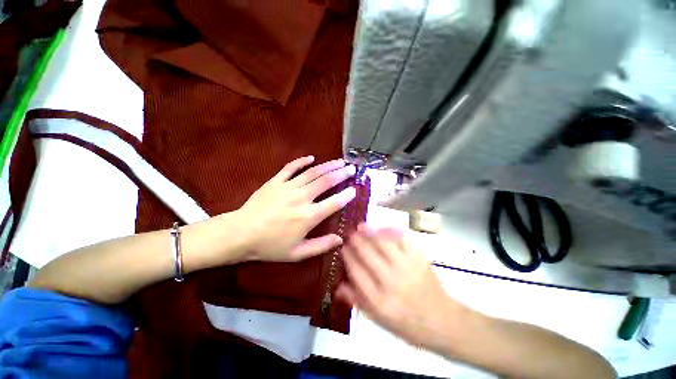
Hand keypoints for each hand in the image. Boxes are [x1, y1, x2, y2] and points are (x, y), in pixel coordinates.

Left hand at [235, 156, 356, 261]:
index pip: (334, 203)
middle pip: (326, 181)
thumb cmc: (270, 246)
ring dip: (328, 165)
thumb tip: (340, 240)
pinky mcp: (276, 181)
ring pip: (312, 172)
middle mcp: (301, 198)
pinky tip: (311, 158)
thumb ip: (321, 246)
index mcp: (308, 216)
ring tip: (340, 161)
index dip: (346, 196)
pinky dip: (302, 161)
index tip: (355, 190)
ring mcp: (288, 187)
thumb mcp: (297, 253)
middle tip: (352, 169)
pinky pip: (291, 167)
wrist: (240, 234)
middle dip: (341, 174)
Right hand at [338, 225, 471, 348]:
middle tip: (350, 233)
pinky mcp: (419, 259)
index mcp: (379, 300)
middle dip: (355, 240)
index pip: (356, 271)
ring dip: (369, 232)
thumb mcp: (378, 321)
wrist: (442, 321)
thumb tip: (338, 285)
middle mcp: (391, 282)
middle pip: (367, 253)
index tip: (342, 248)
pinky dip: (391, 231)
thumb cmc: (407, 324)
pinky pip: (402, 239)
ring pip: (383, 243)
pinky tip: (383, 228)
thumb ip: (357, 301)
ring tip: (361, 226)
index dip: (347, 256)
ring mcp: (407, 267)